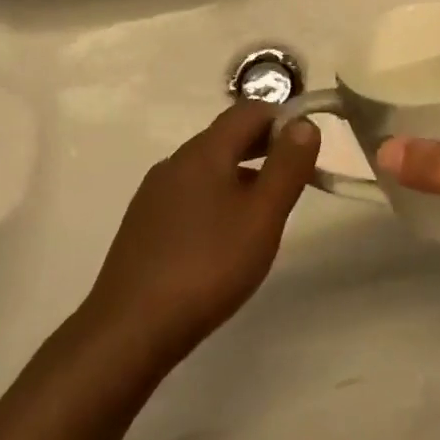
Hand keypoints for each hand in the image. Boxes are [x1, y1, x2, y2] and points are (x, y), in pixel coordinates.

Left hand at [81, 101, 321, 369]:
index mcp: (204, 151)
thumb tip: (303, 123)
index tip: (308, 148)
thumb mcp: (262, 216)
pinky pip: (190, 193)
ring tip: (266, 210)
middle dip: (265, 146)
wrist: (131, 328)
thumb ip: (287, 166)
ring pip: (208, 167)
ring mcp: (154, 193)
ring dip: (242, 173)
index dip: (283, 119)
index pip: (249, 110)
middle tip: (296, 177)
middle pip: (227, 136)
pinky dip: (217, 197)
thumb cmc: (208, 266)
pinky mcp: (144, 223)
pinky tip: (225, 235)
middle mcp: (175, 162)